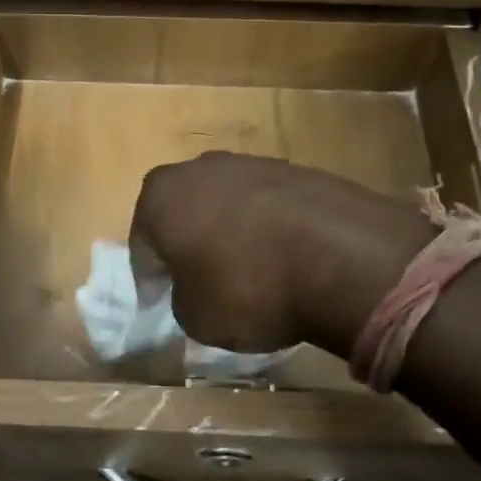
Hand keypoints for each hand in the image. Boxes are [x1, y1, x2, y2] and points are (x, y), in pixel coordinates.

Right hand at [128, 152, 435, 360]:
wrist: (338, 256)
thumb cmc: (247, 289)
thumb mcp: (196, 318)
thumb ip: (182, 298)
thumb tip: (194, 287)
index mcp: (161, 197)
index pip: (142, 242)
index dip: (149, 276)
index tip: (159, 301)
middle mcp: (198, 168)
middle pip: (182, 209)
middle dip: (186, 241)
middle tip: (199, 279)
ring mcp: (248, 162)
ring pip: (224, 201)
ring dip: (227, 230)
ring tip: (247, 269)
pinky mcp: (292, 168)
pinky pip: (264, 202)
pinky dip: (266, 225)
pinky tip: (283, 257)